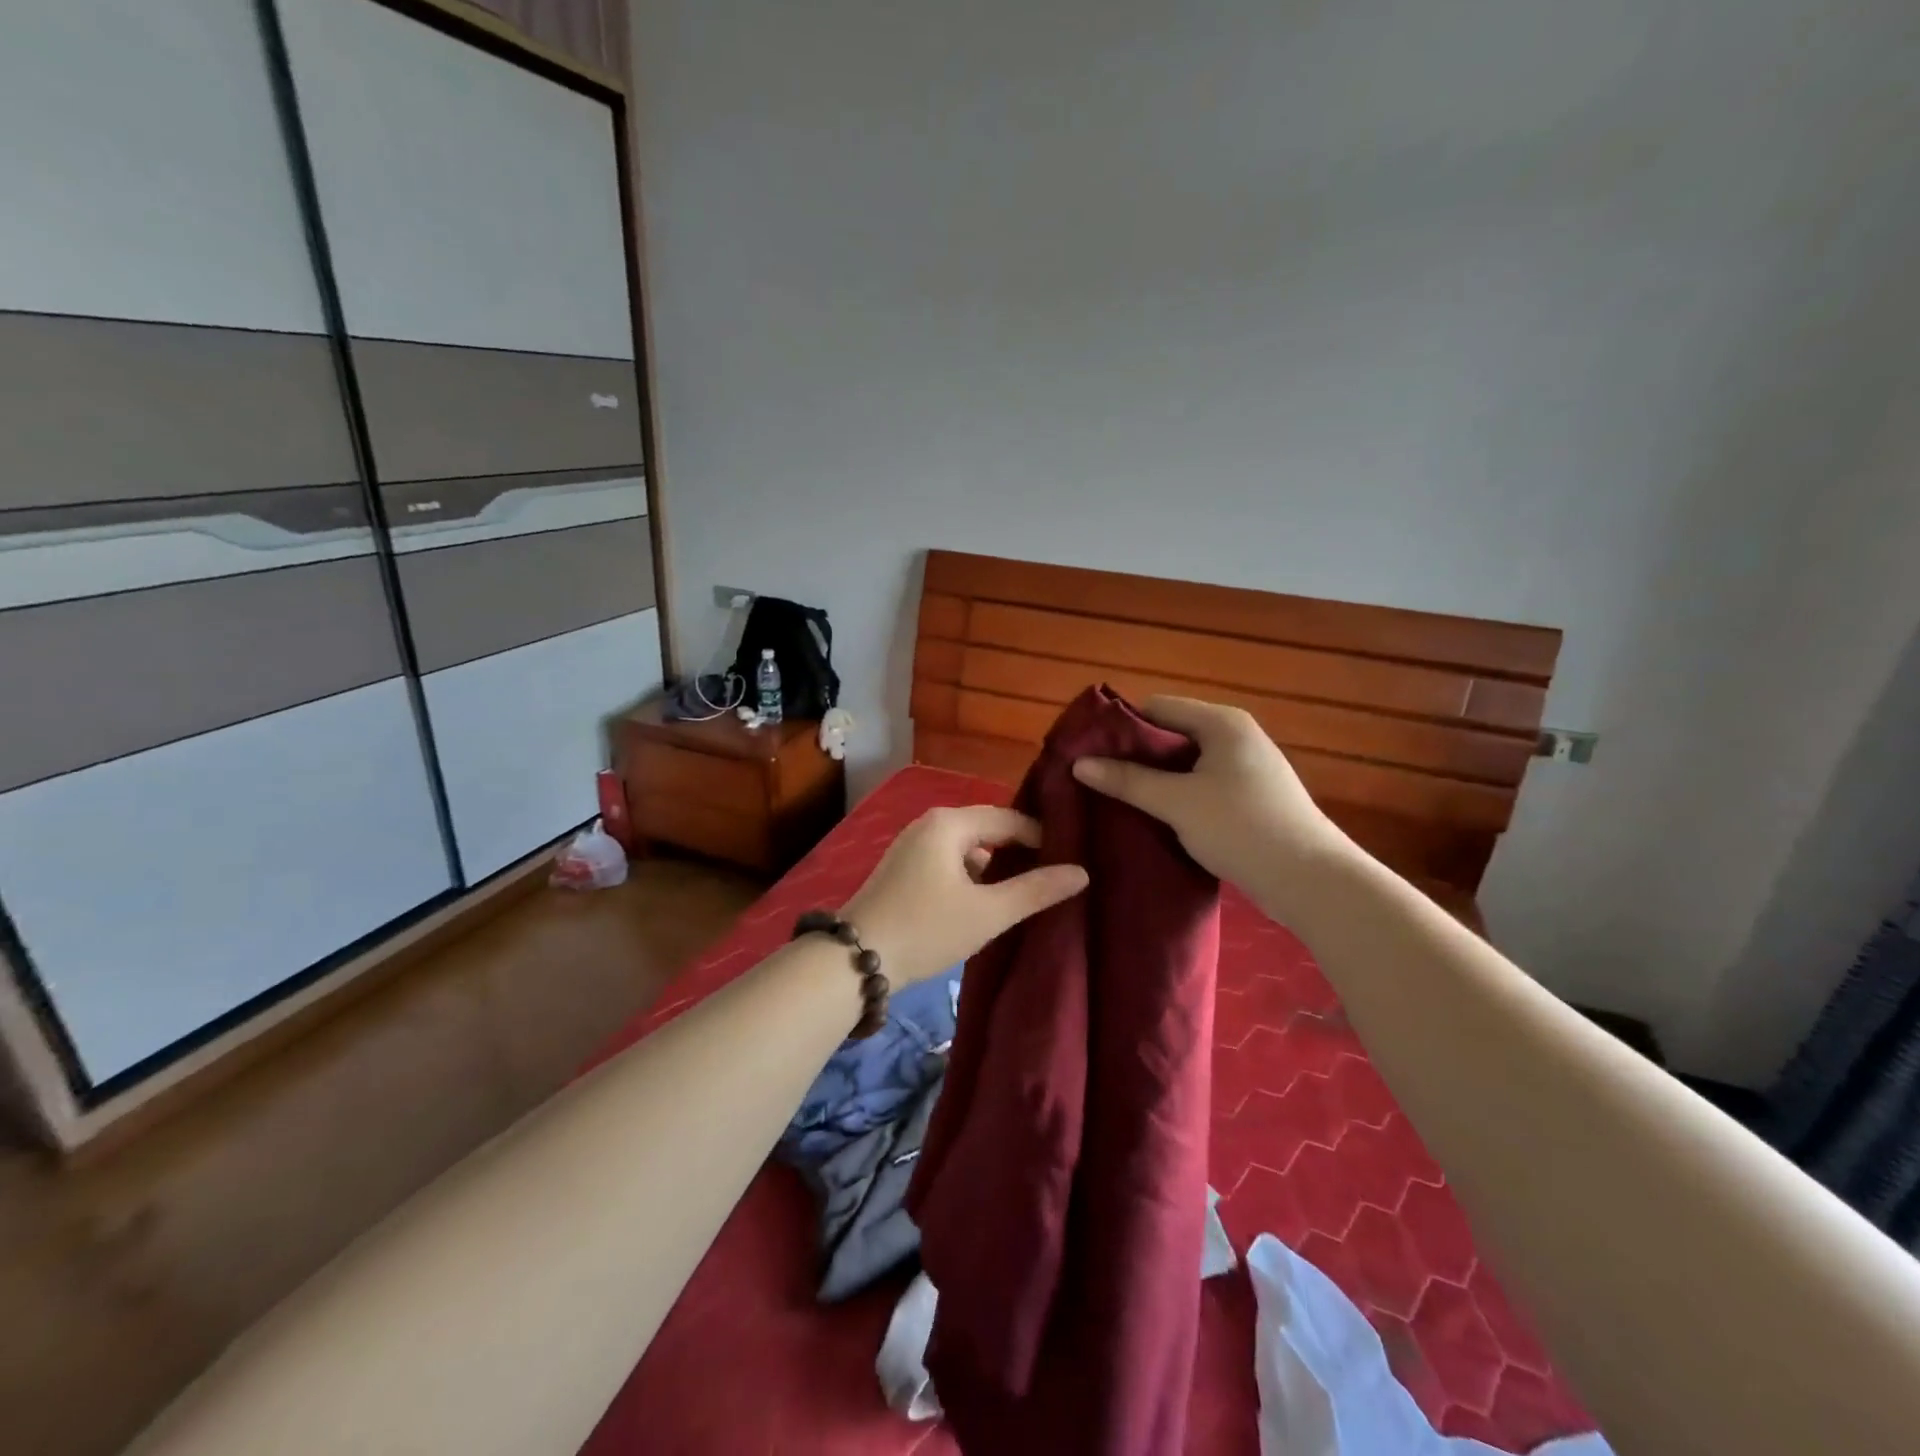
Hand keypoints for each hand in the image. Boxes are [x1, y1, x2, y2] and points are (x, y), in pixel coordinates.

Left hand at [840, 806, 1088, 986]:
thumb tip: (1081, 872)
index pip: (1010, 818)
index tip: (1069, 861)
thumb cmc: (926, 928)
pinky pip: (950, 859)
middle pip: (988, 828)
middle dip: (1019, 850)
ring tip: (1025, 890)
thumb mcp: (988, 913)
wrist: (855, 960)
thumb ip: (1035, 890)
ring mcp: (913, 844)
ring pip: (968, 846)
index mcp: (949, 822)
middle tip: (1053, 874)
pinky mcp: (904, 867)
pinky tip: (985, 900)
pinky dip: (972, 874)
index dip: (1042, 837)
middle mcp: (929, 823)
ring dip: (995, 865)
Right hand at [1071, 696, 1352, 920]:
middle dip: (1135, 755)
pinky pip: (1202, 784)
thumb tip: (1079, 764)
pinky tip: (1156, 817)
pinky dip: (1177, 795)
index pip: (1157, 707)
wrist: (1310, 880)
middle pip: (1171, 734)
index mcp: (1222, 722)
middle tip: (1100, 779)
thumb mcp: (1177, 802)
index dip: (1121, 727)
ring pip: (1186, 763)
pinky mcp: (1251, 797)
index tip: (1091, 753)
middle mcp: (1236, 735)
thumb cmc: (1241, 828)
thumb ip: (1128, 780)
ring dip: (1155, 778)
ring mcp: (1247, 767)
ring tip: (1120, 799)